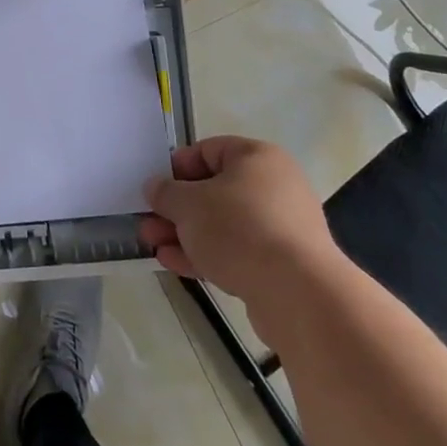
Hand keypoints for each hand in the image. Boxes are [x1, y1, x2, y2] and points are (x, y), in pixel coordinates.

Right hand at [139, 136, 339, 297]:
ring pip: (222, 224)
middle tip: (148, 222)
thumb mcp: (189, 204)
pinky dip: (206, 254)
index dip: (176, 167)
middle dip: (176, 209)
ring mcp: (280, 227)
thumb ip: (166, 192)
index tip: (155, 189)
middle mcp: (274, 186)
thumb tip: (155, 187)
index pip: (208, 150)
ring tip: (154, 245)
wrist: (298, 294)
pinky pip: (236, 250)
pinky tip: (175, 264)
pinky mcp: (281, 264)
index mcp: (257, 157)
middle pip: (213, 190)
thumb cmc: (239, 229)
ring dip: (186, 233)